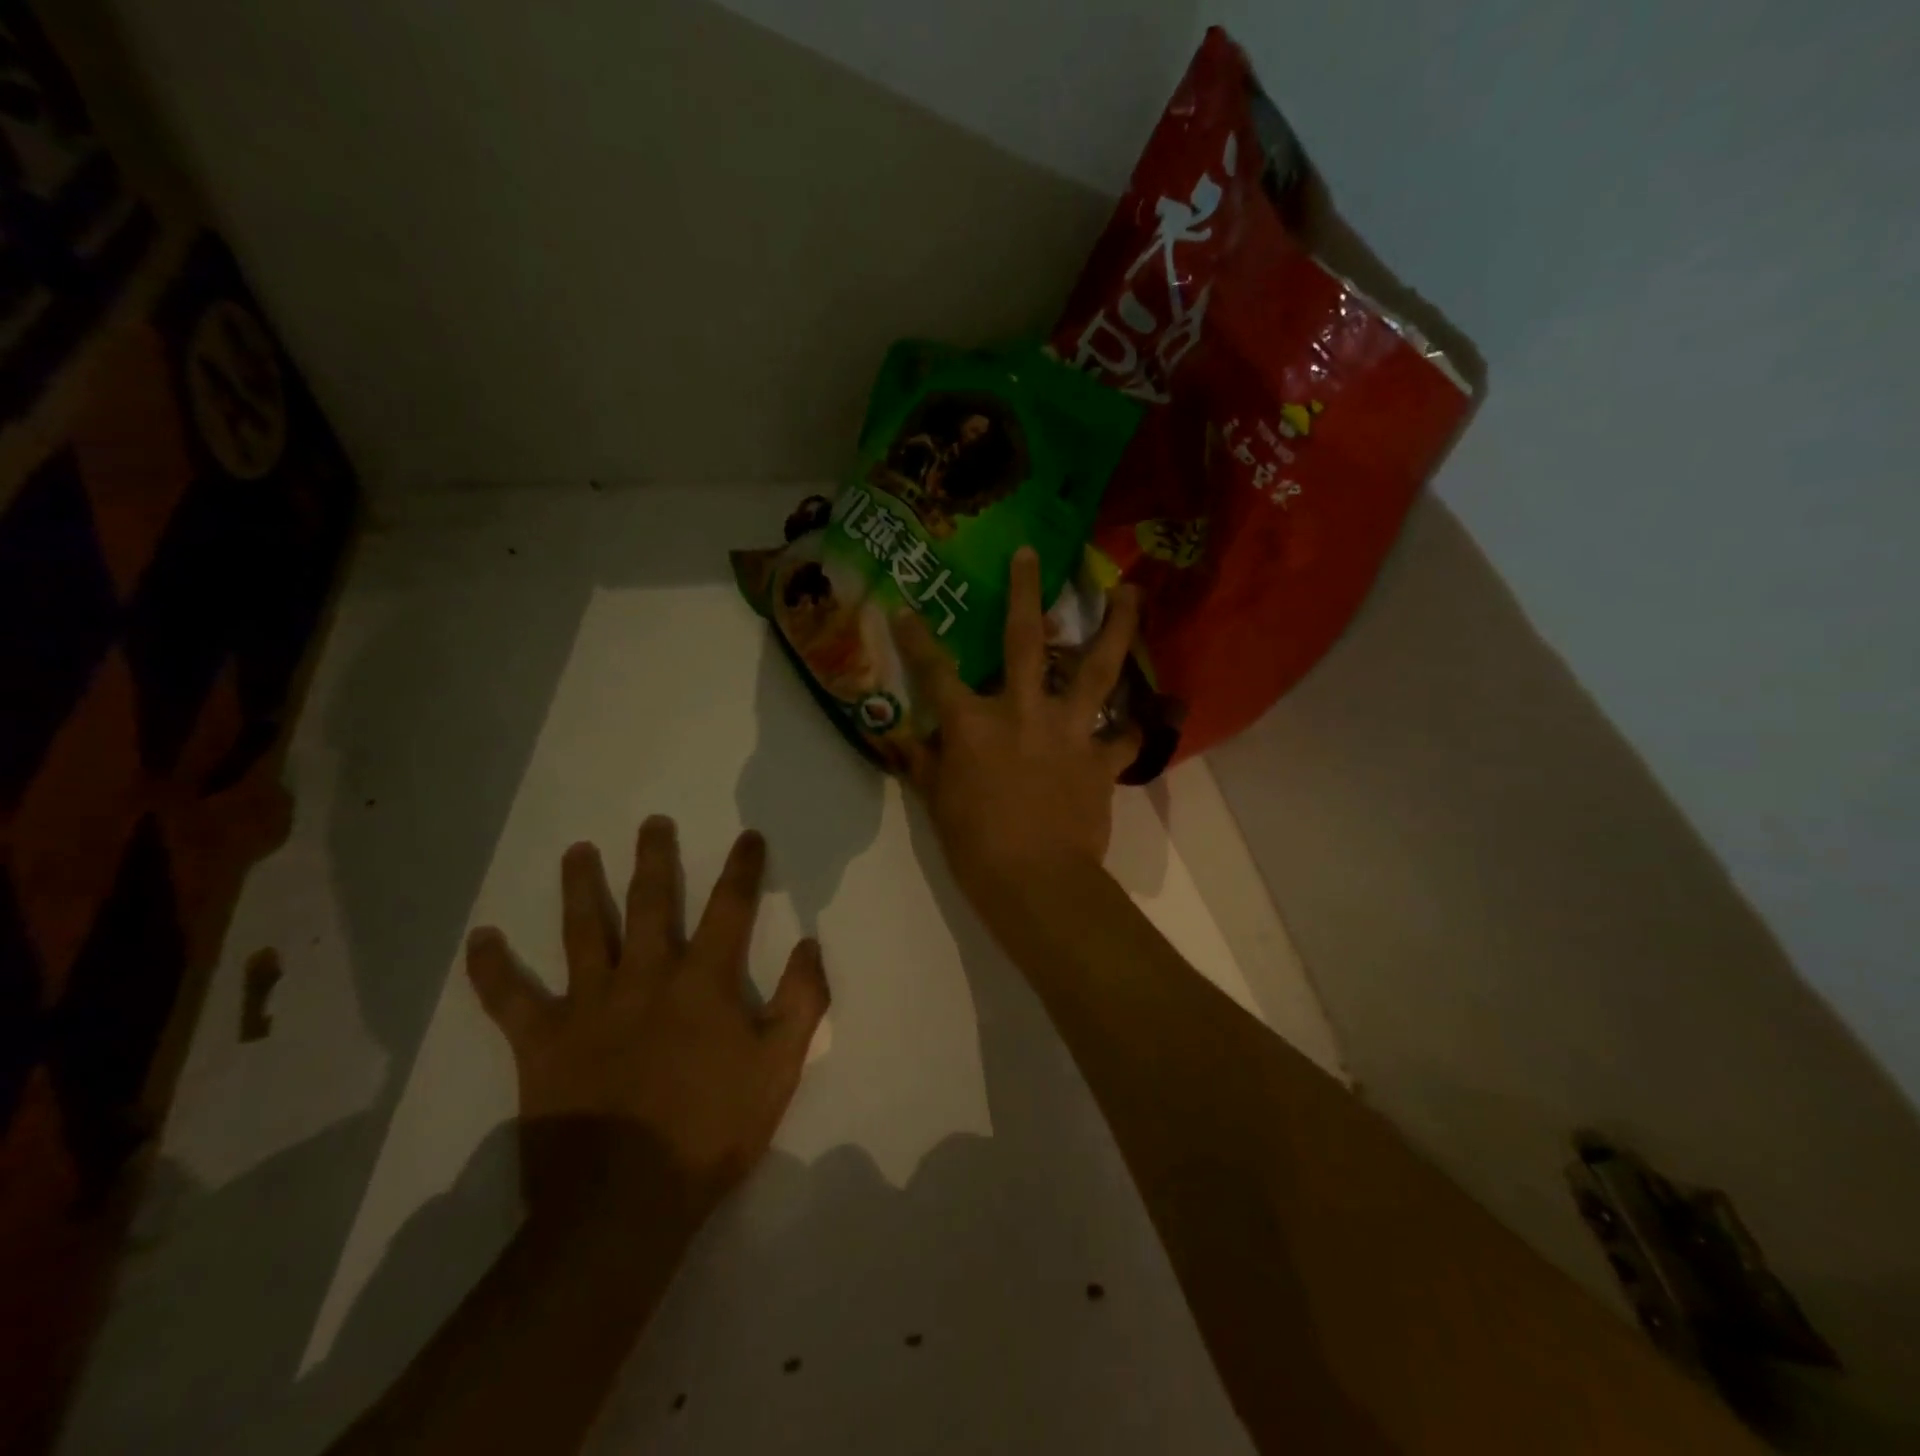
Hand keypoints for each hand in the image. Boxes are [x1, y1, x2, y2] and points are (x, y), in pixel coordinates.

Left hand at [466, 818, 828, 1225]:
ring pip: (582, 931)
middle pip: (649, 902)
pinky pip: (509, 999)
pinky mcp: (541, 1042)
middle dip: (655, 858)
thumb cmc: (712, 1130)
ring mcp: (588, 1005)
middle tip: (651, 822)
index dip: (742, 868)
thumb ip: (801, 1000)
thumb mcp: (780, 1067)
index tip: (748, 836)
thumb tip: (810, 943)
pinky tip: (481, 940)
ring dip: (579, 886)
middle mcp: (645, 976)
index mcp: (702, 981)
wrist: (626, 1203)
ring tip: (577, 851)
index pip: (730, 907)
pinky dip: (493, 969)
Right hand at [892, 546, 1139, 900]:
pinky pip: (1126, 736)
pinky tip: (1152, 713)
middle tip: (1034, 553)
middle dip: (1026, 591)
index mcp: (972, 723)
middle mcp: (1022, 711)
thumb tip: (906, 740)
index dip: (917, 638)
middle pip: (1024, 640)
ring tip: (1131, 592)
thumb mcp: (937, 803)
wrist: (1037, 882)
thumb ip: (924, 765)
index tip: (904, 608)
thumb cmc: (975, 845)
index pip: (935, 671)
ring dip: (1116, 627)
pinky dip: (1137, 726)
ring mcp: (1068, 731)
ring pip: (1097, 668)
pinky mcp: (1101, 760)